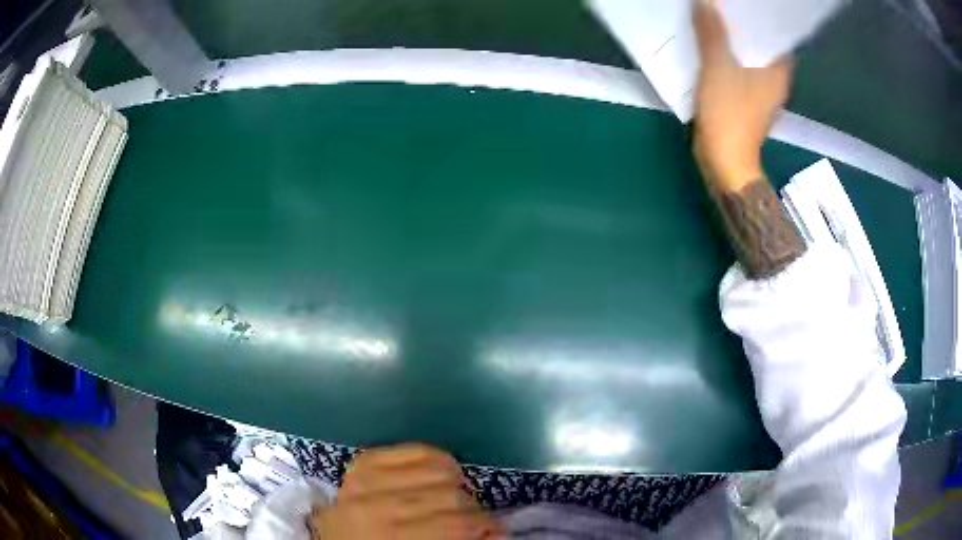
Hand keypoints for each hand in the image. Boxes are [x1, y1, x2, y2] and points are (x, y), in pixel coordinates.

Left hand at [312, 444, 500, 539]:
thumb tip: (499, 531)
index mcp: (392, 537)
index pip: (458, 523)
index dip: (486, 527)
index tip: (495, 532)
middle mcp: (376, 506)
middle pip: (453, 495)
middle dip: (473, 510)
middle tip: (475, 520)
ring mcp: (365, 480)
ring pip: (440, 469)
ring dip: (458, 486)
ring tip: (456, 499)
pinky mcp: (364, 462)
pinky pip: (417, 449)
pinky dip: (438, 460)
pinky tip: (440, 475)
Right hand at [692, 0, 792, 190]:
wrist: (725, 164)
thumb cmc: (730, 116)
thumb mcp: (718, 69)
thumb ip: (712, 33)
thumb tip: (706, 2)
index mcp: (778, 72)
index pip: (777, 35)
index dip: (764, 17)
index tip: (749, 4)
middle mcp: (775, 81)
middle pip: (762, 44)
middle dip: (746, 25)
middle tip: (727, 5)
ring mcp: (761, 92)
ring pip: (749, 57)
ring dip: (735, 40)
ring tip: (717, 17)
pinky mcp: (746, 101)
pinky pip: (739, 69)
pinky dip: (728, 56)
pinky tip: (712, 44)